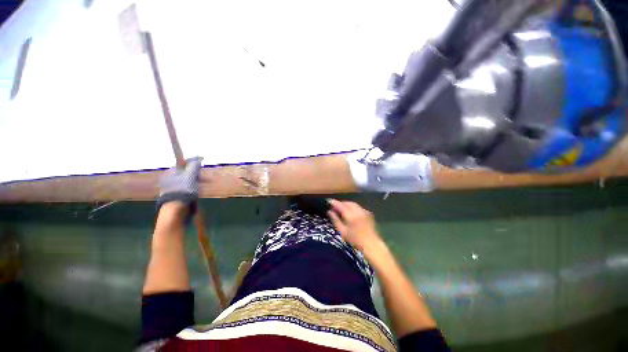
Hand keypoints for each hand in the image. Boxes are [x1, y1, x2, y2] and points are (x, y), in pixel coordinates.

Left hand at [157, 157, 202, 211]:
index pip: (183, 164)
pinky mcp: (175, 196)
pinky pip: (186, 189)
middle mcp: (168, 179)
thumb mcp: (190, 175)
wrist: (176, 208)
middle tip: (208, 179)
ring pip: (187, 182)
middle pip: (186, 173)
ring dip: (197, 182)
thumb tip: (197, 158)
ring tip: (206, 186)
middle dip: (198, 175)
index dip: (194, 163)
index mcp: (170, 172)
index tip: (203, 164)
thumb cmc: (184, 189)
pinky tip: (199, 192)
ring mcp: (171, 188)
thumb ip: (194, 165)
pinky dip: (194, 189)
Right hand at [327, 199, 382, 253]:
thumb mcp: (342, 231)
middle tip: (335, 207)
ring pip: (353, 204)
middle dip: (341, 203)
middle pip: (347, 203)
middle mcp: (358, 210)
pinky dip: (353, 207)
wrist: (371, 244)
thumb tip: (329, 211)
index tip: (328, 201)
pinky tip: (350, 212)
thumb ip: (335, 220)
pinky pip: (358, 207)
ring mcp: (364, 211)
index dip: (334, 202)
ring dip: (347, 204)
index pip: (340, 205)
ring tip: (341, 209)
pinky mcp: (368, 213)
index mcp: (351, 215)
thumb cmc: (355, 240)